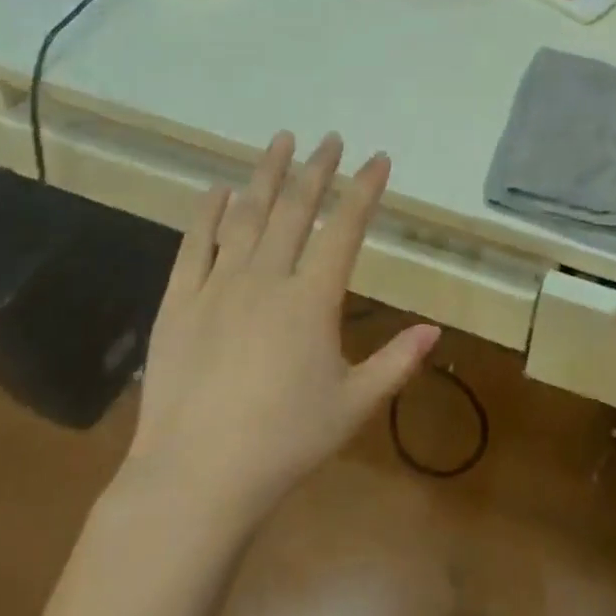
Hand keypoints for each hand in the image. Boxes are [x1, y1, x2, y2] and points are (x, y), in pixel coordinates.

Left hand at [128, 131, 438, 525]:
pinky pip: (195, 245)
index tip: (377, 159)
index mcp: (311, 299)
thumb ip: (396, 363)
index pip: (345, 229)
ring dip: (266, 175)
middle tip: (330, 139)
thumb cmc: (284, 443)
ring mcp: (218, 285)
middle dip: (317, 170)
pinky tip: (219, 190)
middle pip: (296, 209)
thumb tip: (435, 330)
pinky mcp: (180, 301)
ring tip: (281, 141)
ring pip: (247, 215)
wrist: (195, 476)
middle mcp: (266, 278)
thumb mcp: (353, 405)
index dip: (364, 190)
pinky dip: (209, 213)